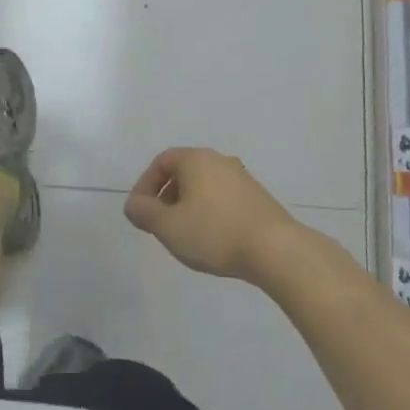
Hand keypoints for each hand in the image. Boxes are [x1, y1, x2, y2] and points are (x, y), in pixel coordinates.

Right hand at [124, 148, 300, 282]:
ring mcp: (242, 178)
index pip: (161, 162)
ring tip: (185, 236)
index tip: (140, 213)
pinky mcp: (258, 197)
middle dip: (166, 197)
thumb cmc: (215, 233)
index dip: (145, 185)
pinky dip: (210, 213)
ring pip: (204, 187)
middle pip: (183, 172)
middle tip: (160, 225)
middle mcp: (219, 160)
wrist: (276, 250)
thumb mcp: (168, 227)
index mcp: (196, 159)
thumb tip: (133, 205)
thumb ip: (144, 213)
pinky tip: (213, 239)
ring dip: (189, 206)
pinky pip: (223, 199)